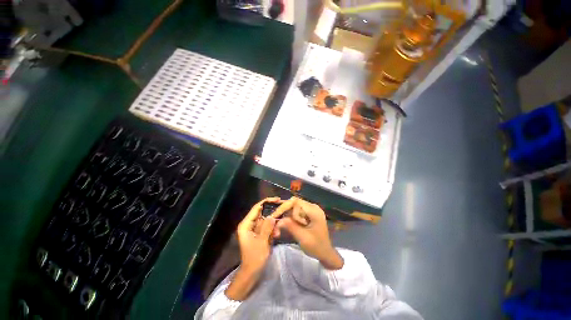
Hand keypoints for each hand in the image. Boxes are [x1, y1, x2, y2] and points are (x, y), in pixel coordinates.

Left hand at [237, 197, 279, 273]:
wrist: (251, 273)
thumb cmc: (254, 258)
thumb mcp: (262, 242)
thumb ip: (267, 228)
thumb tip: (272, 216)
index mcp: (246, 224)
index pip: (256, 208)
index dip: (267, 202)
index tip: (277, 199)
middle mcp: (249, 224)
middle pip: (262, 213)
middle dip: (272, 214)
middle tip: (282, 211)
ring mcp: (254, 229)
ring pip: (265, 220)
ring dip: (273, 224)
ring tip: (277, 233)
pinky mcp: (259, 234)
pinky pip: (267, 227)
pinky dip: (272, 230)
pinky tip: (276, 236)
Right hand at [272, 197, 343, 269]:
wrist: (326, 253)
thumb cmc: (316, 247)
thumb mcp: (302, 237)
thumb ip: (291, 226)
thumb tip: (278, 219)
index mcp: (314, 211)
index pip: (296, 202)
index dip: (284, 207)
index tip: (275, 216)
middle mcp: (313, 207)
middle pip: (294, 203)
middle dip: (284, 211)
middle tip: (275, 221)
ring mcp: (311, 209)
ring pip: (294, 207)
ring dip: (286, 215)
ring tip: (280, 225)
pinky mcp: (309, 213)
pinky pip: (297, 211)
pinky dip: (290, 217)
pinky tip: (286, 223)